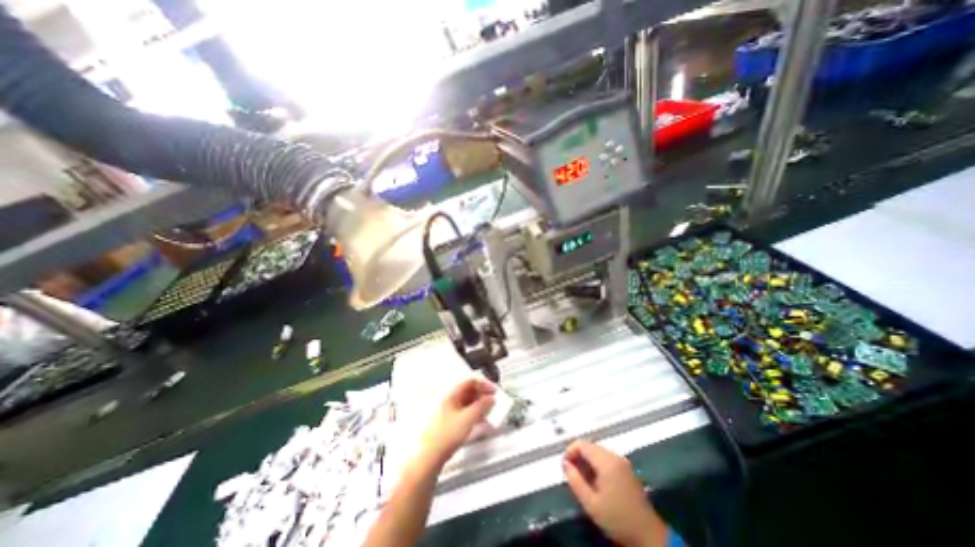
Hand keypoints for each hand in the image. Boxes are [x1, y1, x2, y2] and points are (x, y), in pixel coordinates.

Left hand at [419, 378, 496, 467]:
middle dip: (482, 396)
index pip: (470, 381)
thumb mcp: (468, 418)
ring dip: (478, 406)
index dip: (484, 384)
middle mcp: (447, 399)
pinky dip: (472, 415)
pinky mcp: (446, 423)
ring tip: (488, 414)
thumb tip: (490, 399)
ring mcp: (445, 411)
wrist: (428, 457)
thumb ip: (482, 406)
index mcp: (451, 393)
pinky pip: (462, 413)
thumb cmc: (445, 435)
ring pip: (466, 403)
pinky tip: (478, 423)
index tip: (494, 391)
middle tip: (492, 402)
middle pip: (468, 391)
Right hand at [564, 439, 670, 546]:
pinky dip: (596, 465)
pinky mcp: (626, 469)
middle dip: (578, 456)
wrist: (649, 536)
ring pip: (597, 452)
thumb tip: (565, 464)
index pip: (582, 444)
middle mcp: (614, 456)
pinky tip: (595, 481)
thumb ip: (575, 481)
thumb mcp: (591, 503)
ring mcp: (622, 462)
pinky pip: (606, 459)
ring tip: (581, 479)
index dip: (570, 451)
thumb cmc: (617, 519)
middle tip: (571, 473)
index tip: (564, 465)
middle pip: (590, 446)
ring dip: (587, 461)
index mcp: (606, 461)